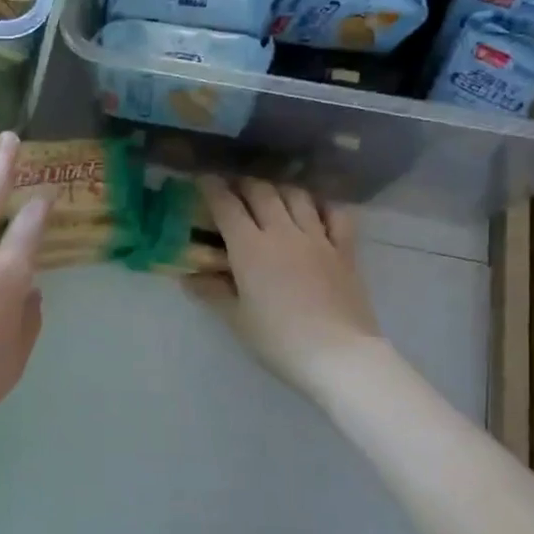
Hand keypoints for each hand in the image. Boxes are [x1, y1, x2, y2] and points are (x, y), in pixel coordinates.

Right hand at [190, 177, 382, 400]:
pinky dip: (323, 204)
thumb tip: (189, 277)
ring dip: (279, 188)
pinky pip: (336, 214)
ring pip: (297, 196)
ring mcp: (317, 238)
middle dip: (243, 184)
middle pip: (261, 192)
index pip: (226, 206)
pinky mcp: (344, 250)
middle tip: (233, 187)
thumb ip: (212, 292)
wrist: (338, 354)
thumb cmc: (278, 340)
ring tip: (270, 193)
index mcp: (250, 248)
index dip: (211, 188)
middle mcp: (282, 232)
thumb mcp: (237, 319)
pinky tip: (315, 207)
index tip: (202, 179)